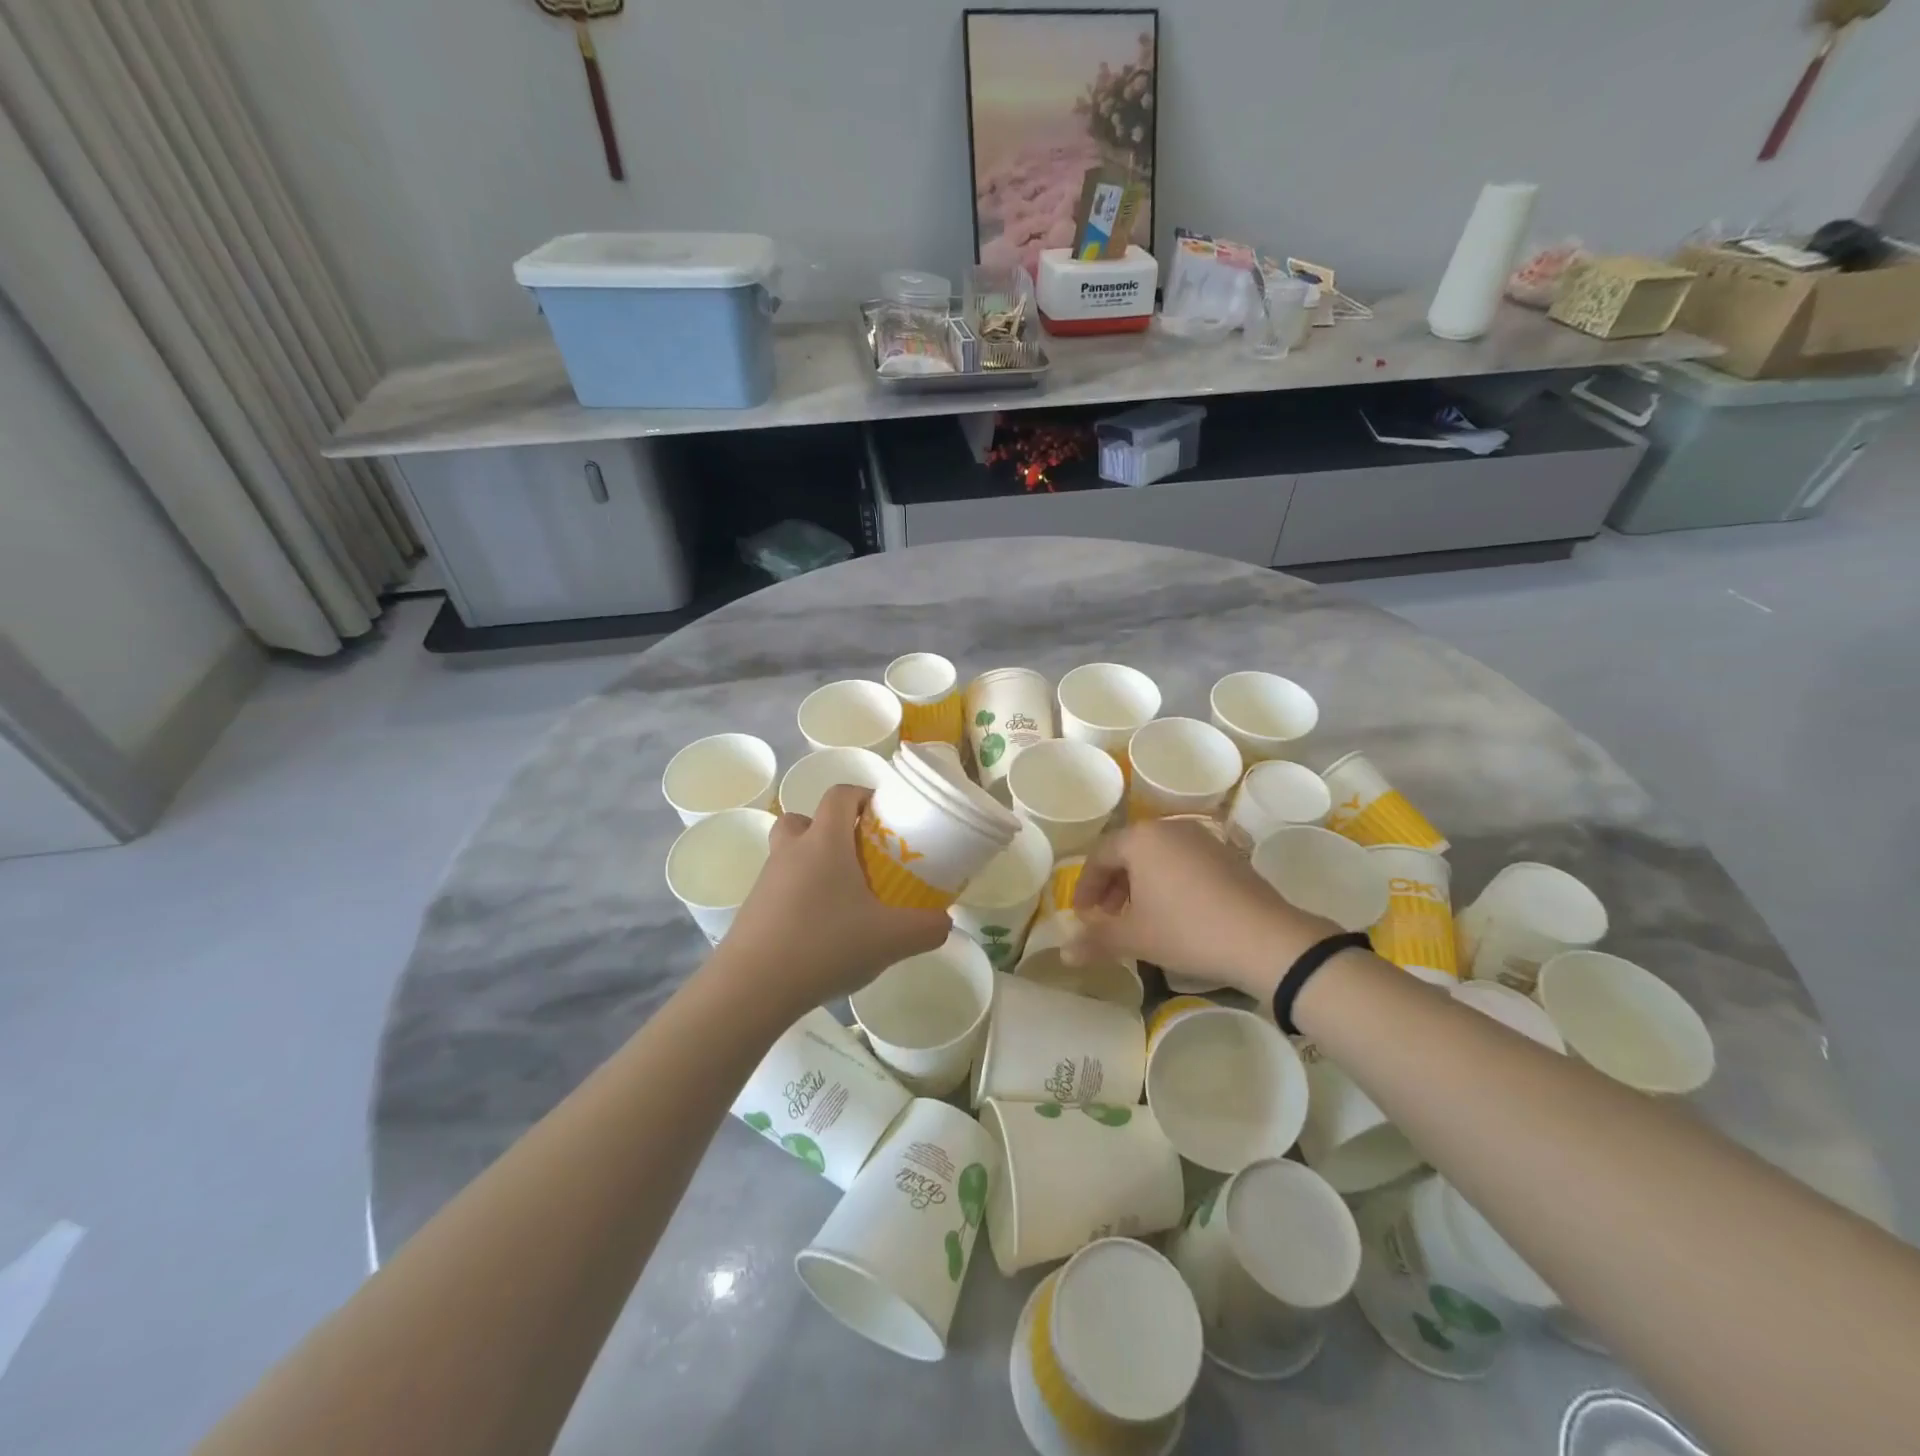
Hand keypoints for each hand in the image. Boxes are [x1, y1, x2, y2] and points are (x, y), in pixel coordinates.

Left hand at [714, 784, 951, 1012]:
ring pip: (790, 854)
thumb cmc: (824, 945)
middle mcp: (791, 851)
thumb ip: (926, 928)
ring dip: (813, 863)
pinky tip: (820, 932)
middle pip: (805, 819)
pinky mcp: (753, 910)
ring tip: (843, 899)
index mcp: (824, 842)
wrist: (751, 988)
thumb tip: (945, 923)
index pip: (840, 794)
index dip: (863, 795)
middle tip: (859, 856)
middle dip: (831, 829)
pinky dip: (800, 897)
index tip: (884, 816)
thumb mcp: (890, 940)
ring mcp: (766, 880)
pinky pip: (780, 888)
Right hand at [1072, 818, 1341, 999]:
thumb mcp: (1136, 938)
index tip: (1081, 917)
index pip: (1099, 856)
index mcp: (1141, 838)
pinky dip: (1169, 883)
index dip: (1085, 888)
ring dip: (1140, 884)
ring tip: (1139, 918)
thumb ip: (1096, 941)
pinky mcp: (1228, 854)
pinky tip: (1175, 913)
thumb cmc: (1188, 930)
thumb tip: (1064, 954)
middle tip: (1105, 918)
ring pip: (1157, 857)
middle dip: (1111, 886)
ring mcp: (1203, 838)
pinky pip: (1184, 862)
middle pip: (1128, 852)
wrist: (1265, 939)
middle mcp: (1169, 828)